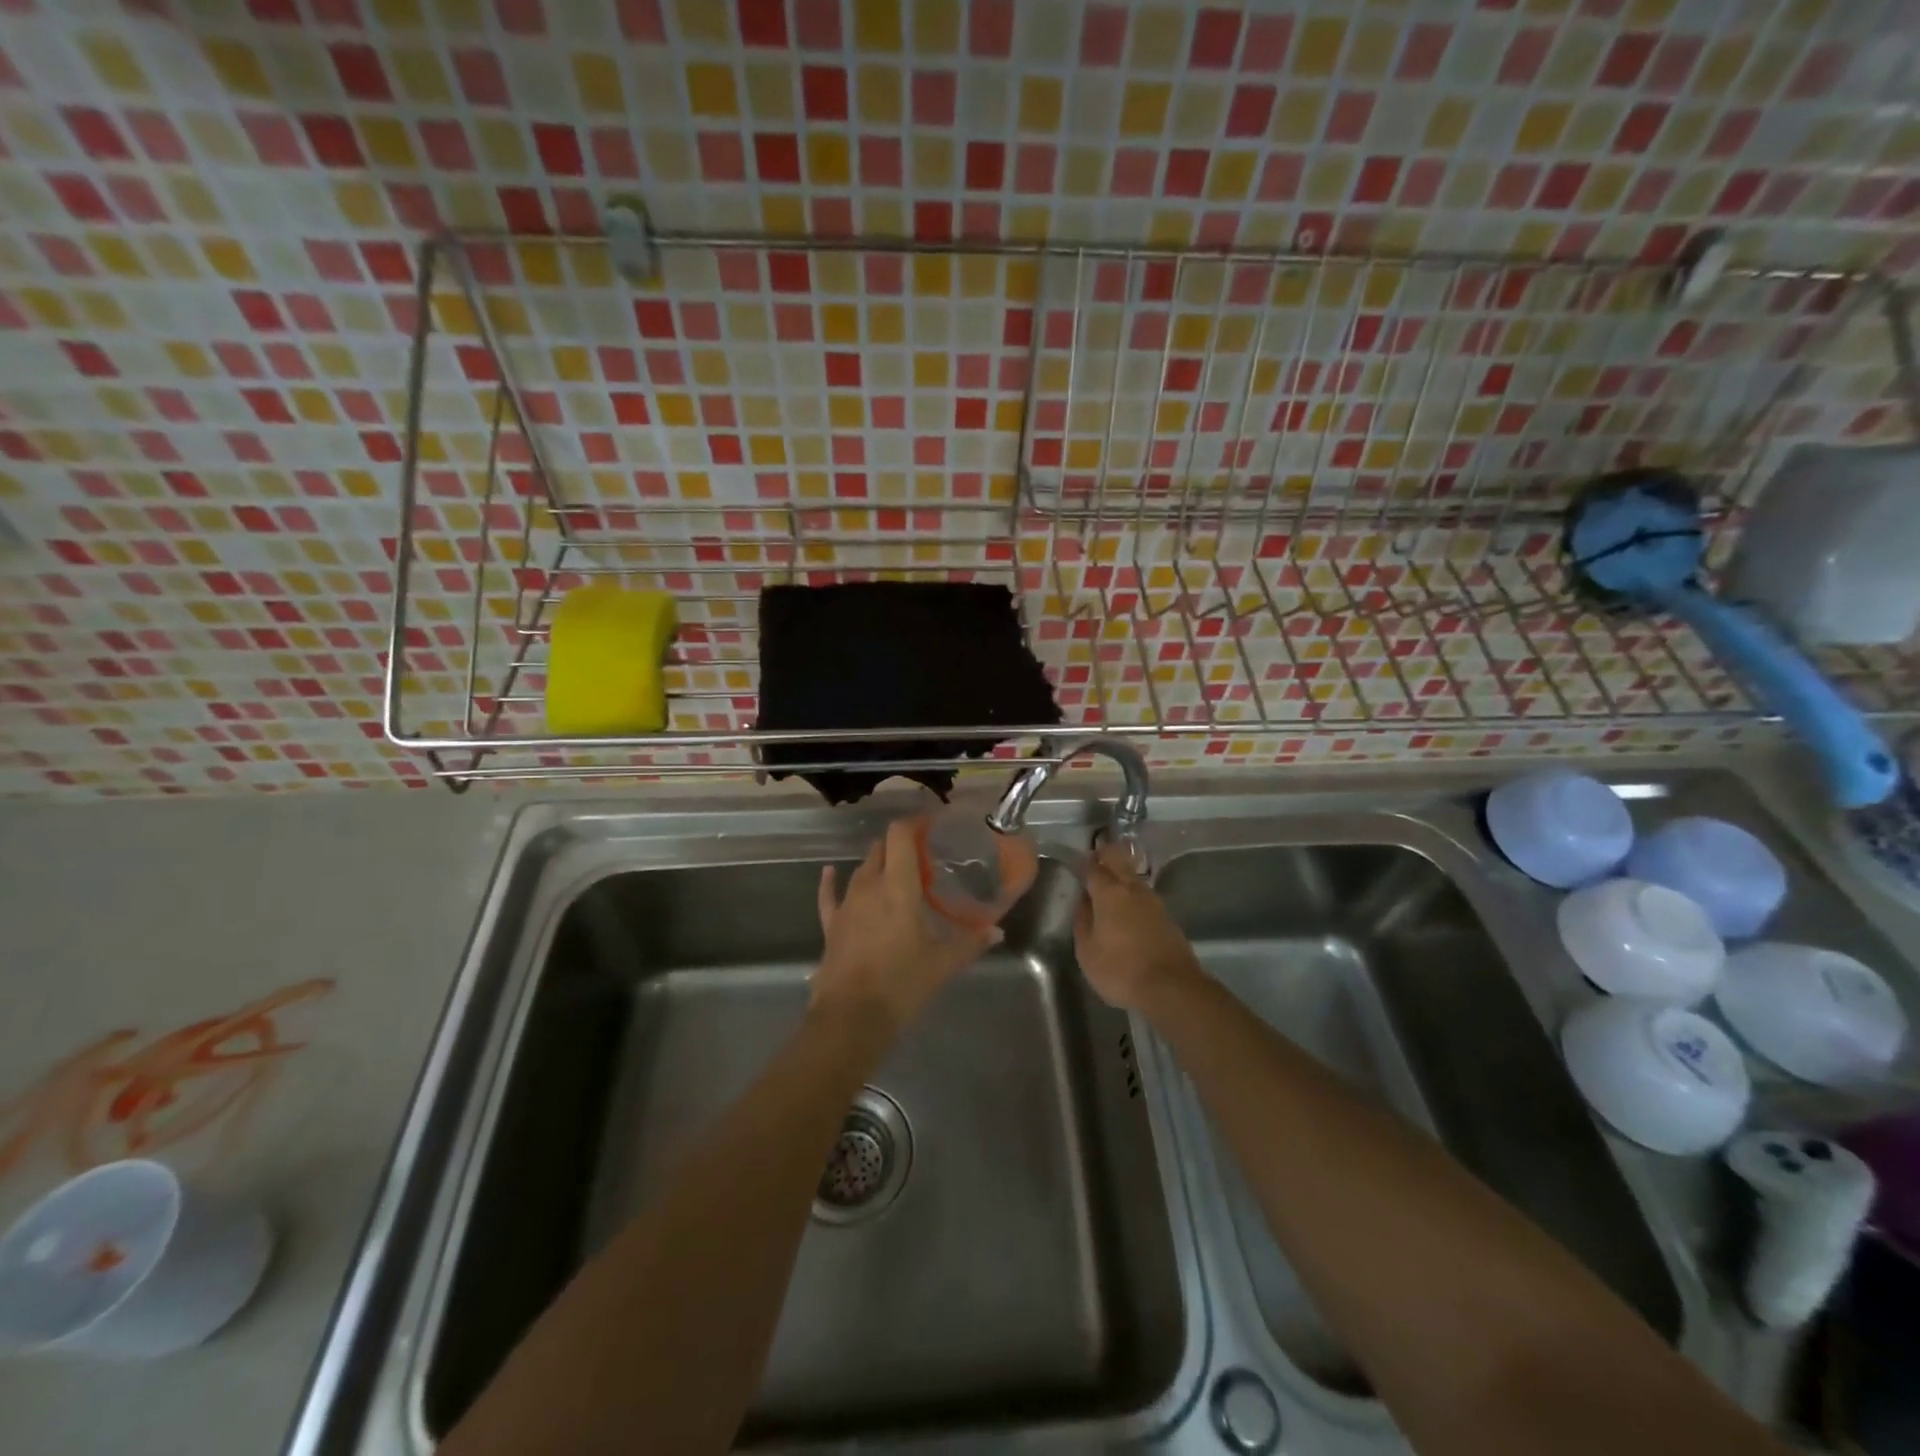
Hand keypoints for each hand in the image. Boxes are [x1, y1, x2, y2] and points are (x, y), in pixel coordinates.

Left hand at [813, 817, 998, 1034]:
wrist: (851, 1018)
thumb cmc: (902, 983)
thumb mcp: (943, 963)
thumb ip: (970, 942)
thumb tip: (997, 931)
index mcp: (898, 886)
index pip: (900, 836)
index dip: (914, 823)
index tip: (931, 824)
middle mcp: (869, 886)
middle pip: (881, 849)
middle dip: (899, 845)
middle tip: (922, 855)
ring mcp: (847, 905)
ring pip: (861, 870)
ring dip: (877, 865)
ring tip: (895, 870)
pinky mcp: (831, 925)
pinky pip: (830, 896)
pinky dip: (831, 882)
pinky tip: (830, 873)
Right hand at [1073, 840, 1203, 1011]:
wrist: (1172, 988)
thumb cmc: (1120, 969)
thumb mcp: (1087, 951)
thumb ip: (1082, 921)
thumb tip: (1082, 901)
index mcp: (1109, 893)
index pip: (1093, 868)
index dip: (1083, 862)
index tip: (1075, 861)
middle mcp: (1133, 890)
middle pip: (1119, 861)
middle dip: (1106, 854)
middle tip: (1095, 853)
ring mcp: (1154, 902)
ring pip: (1134, 877)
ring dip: (1122, 872)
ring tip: (1111, 878)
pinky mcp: (1167, 917)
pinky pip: (1144, 895)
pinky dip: (1133, 893)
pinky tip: (1129, 904)